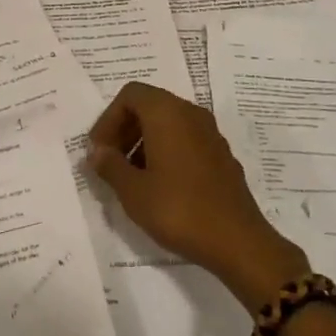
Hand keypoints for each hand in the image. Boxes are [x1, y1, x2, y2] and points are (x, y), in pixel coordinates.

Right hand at [87, 82, 309, 310]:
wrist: (237, 241)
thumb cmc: (179, 210)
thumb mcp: (133, 191)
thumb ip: (110, 165)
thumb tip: (97, 152)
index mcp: (168, 113)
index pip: (130, 94)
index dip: (108, 119)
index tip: (99, 151)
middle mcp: (191, 113)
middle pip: (149, 105)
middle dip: (125, 129)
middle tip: (111, 162)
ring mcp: (210, 133)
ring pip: (168, 123)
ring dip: (144, 141)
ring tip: (132, 177)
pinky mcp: (221, 154)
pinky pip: (186, 139)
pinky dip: (166, 151)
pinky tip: (160, 186)